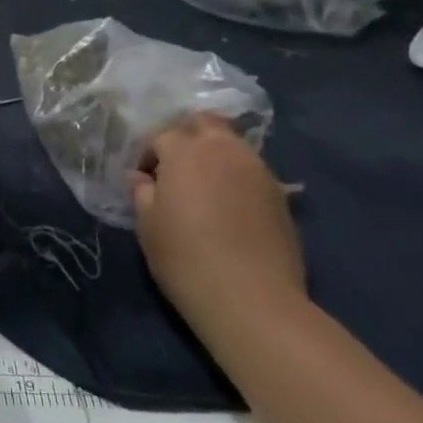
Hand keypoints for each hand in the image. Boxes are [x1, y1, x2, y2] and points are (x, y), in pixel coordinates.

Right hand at [131, 114, 304, 331]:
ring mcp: (259, 171)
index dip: (148, 156)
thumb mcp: (146, 223)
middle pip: (205, 123)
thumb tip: (142, 178)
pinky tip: (229, 209)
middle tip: (175, 169)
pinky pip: (252, 172)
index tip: (144, 181)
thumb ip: (141, 192)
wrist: (251, 298)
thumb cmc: (184, 256)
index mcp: (186, 151)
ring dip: (215, 156)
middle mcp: (226, 150)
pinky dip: (237, 179)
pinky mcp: (281, 197)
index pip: (161, 136)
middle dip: (186, 137)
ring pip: (233, 145)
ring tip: (204, 190)